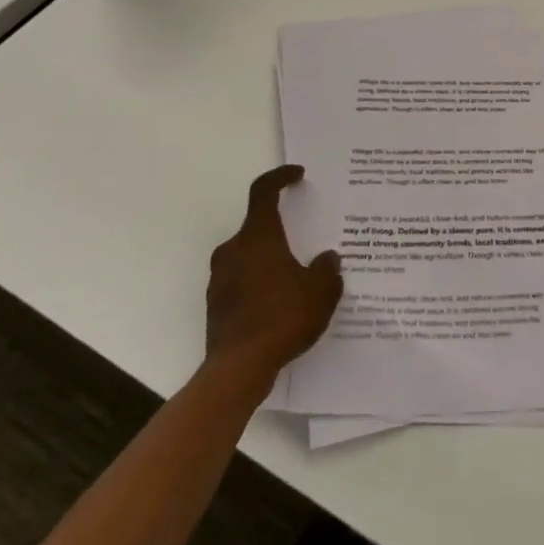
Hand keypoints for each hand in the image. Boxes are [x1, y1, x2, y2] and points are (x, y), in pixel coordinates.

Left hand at [205, 165, 342, 376]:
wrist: (238, 370)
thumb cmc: (282, 317)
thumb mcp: (321, 291)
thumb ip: (327, 270)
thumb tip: (327, 260)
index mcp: (259, 237)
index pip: (263, 192)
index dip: (280, 177)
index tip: (297, 175)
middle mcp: (234, 251)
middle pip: (258, 227)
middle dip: (281, 230)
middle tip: (305, 240)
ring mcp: (220, 279)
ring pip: (249, 256)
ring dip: (270, 260)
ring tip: (297, 278)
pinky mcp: (216, 305)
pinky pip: (242, 282)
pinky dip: (260, 284)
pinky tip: (281, 305)